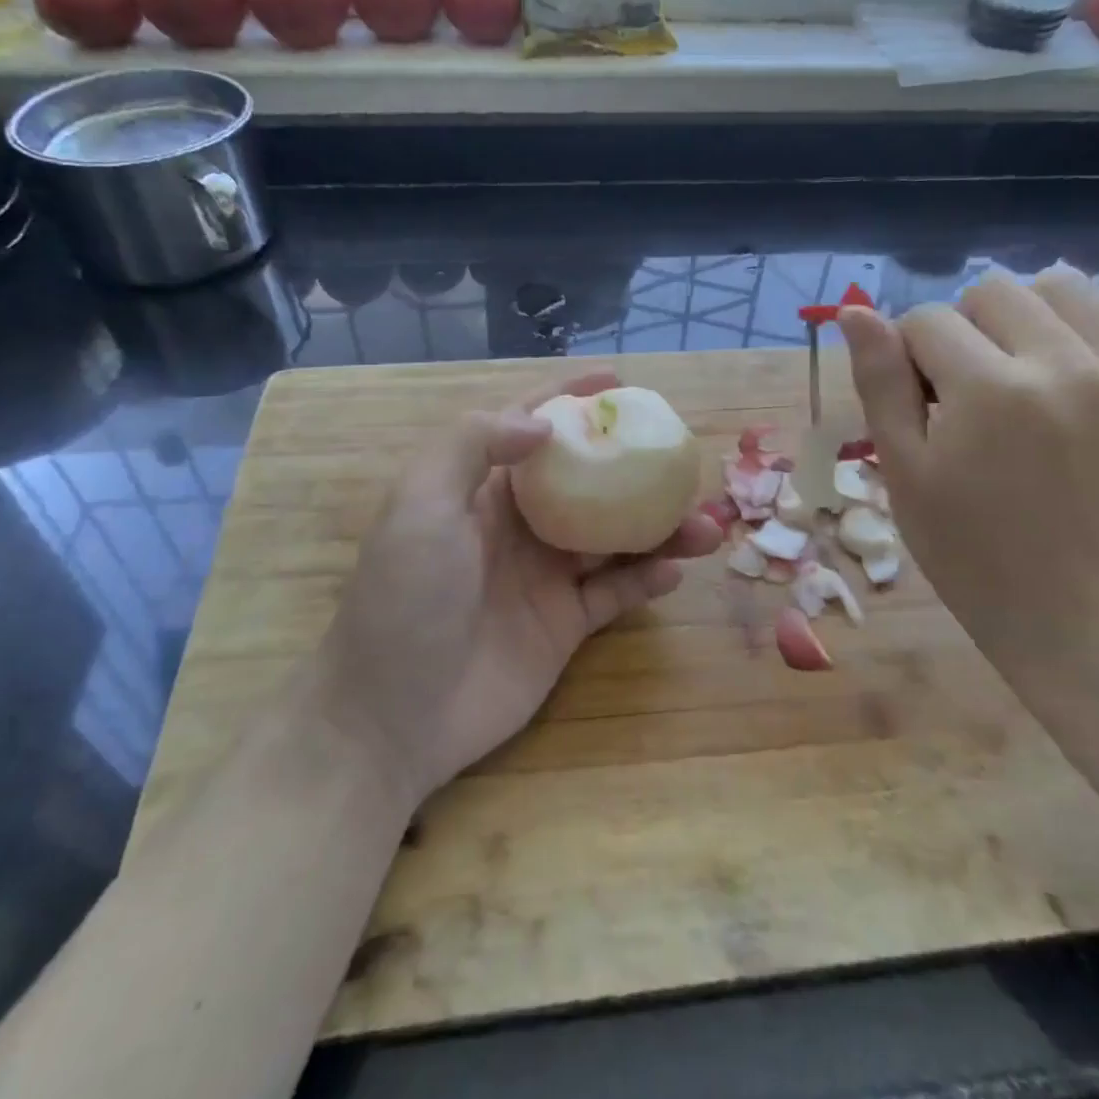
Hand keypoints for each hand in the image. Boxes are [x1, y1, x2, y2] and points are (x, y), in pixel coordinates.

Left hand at [313, 371, 722, 808]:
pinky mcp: (565, 624)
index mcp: (482, 487)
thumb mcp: (421, 504)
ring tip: (706, 525)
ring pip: (615, 537)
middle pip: (588, 481)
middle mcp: (519, 524)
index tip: (619, 382)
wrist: (393, 716)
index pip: (532, 426)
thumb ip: (474, 445)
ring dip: (659, 527)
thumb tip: (544, 423)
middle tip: (684, 461)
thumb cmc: (405, 596)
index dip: (571, 398)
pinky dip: (646, 579)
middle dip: (635, 466)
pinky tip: (673, 572)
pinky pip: (615, 592)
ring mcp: (545, 575)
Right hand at [839, 268, 1098, 683]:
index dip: (905, 356)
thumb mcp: (903, 470)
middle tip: (958, 390)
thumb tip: (855, 313)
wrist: (1071, 614)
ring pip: (1061, 284)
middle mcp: (1058, 364)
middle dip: (958, 328)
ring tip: (1010, 364)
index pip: (926, 320)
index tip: (915, 405)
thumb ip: (880, 382)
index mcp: (987, 389)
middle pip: (990, 290)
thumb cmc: (967, 550)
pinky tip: (1076, 346)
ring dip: (1021, 312)